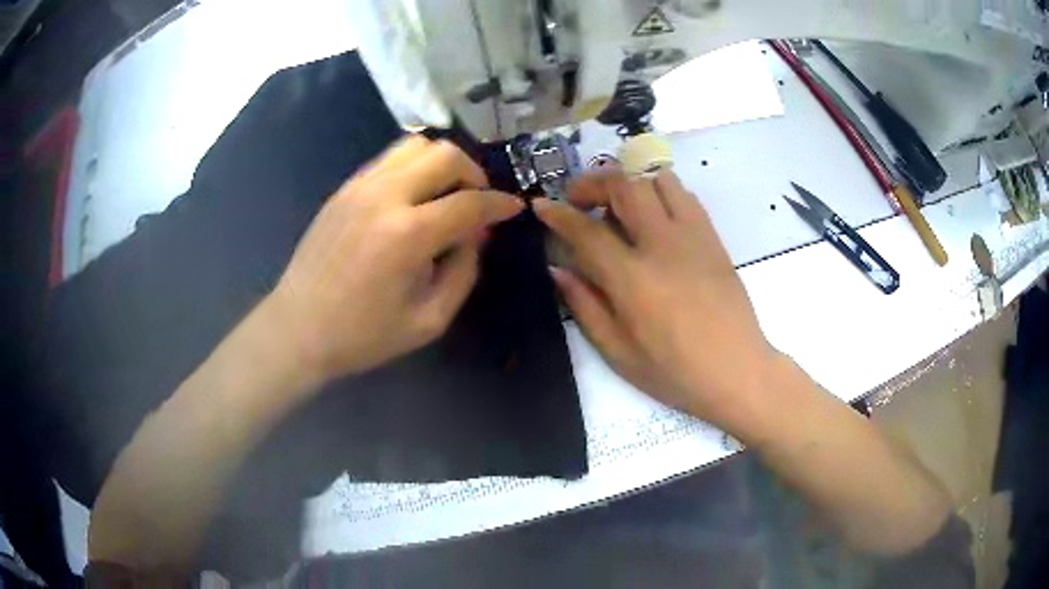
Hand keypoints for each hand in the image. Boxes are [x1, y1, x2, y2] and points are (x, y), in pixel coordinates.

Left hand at [268, 136, 523, 383]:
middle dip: (474, 172)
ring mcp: (359, 187)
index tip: (514, 208)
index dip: (499, 204)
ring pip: (415, 146)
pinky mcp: (343, 189)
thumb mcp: (429, 320)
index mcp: (408, 235)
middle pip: (445, 155)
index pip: (469, 203)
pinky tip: (414, 196)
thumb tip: (476, 235)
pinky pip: (388, 159)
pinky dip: (413, 167)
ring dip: (442, 162)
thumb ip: (463, 272)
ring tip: (446, 192)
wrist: (298, 328)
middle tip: (477, 199)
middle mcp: (385, 197)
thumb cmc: (363, 335)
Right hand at [534, 170, 776, 428]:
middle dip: (593, 182)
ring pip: (657, 179)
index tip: (541, 205)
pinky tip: (653, 215)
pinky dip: (659, 191)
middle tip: (579, 198)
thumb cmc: (675, 371)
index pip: (586, 230)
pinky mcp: (713, 237)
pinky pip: (684, 195)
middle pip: (624, 185)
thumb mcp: (619, 352)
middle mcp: (662, 245)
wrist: (737, 370)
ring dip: (629, 180)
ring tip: (617, 201)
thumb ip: (584, 306)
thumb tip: (558, 270)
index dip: (558, 213)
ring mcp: (693, 236)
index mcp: (633, 279)